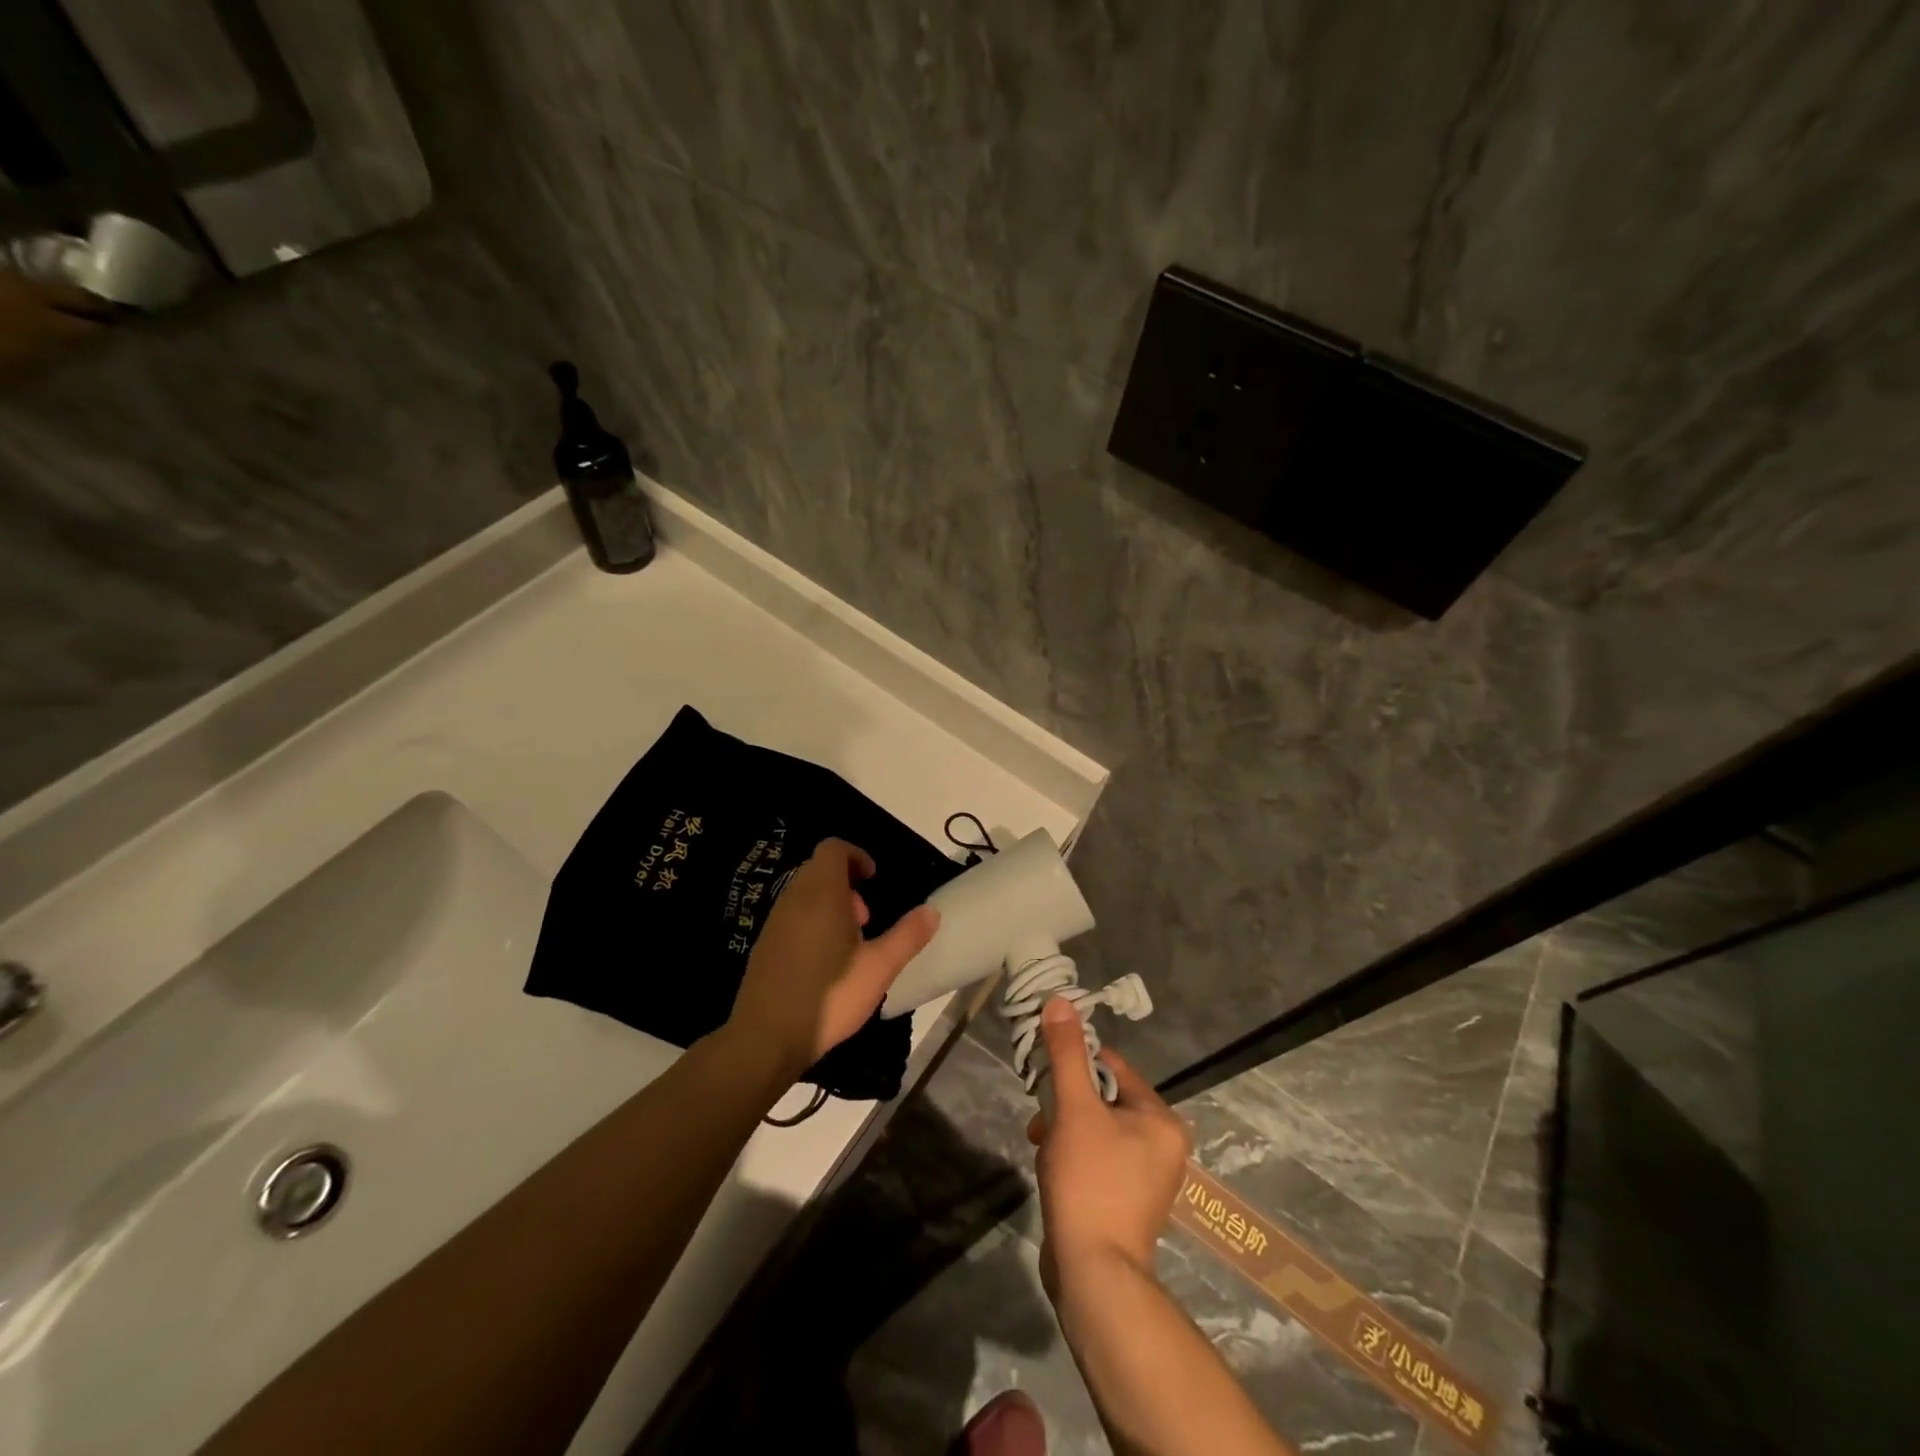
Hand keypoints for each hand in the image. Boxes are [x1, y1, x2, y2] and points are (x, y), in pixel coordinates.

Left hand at [725, 838, 939, 1083]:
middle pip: (818, 869)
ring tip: (849, 944)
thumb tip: (932, 912)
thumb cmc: (830, 995)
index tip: (874, 879)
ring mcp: (774, 922)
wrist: (766, 1037)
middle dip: (846, 883)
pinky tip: (825, 964)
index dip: (857, 856)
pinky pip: (791, 917)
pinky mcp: (764, 946)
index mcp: (822, 893)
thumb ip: (907, 936)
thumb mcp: (879, 967)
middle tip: (866, 918)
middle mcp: (793, 899)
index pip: (833, 849)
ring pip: (804, 894)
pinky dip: (811, 923)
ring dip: (830, 904)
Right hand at [1027, 997, 1189, 1293]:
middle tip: (1040, 1119)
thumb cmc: (1090, 1182)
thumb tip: (1060, 1001)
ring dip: (1064, 1129)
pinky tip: (1052, 1168)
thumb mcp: (1074, 1109)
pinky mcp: (1127, 1200)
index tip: (1046, 1076)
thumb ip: (1067, 1054)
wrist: (1093, 1274)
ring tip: (1042, 1145)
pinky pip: (1097, 1157)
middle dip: (1066, 1104)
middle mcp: (1163, 1144)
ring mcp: (1147, 1176)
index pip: (1113, 1067)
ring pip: (1096, 1128)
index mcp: (1161, 1119)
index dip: (1075, 1066)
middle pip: (1103, 1098)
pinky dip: (1072, 1155)